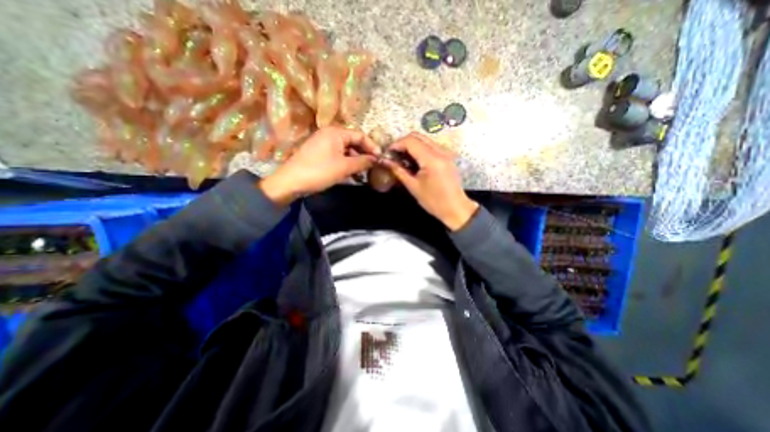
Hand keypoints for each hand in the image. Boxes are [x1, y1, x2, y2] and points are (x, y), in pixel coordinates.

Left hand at [260, 126, 379, 204]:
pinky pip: (338, 156)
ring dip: (356, 161)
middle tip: (373, 167)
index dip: (372, 147)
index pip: (360, 135)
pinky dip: (347, 164)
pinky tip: (352, 174)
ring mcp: (324, 144)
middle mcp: (330, 134)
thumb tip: (376, 159)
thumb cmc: (319, 171)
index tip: (381, 159)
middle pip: (353, 142)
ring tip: (364, 173)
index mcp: (336, 132)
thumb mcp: (344, 167)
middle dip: (364, 155)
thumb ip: (363, 162)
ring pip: (346, 150)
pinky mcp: (320, 154)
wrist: (291, 182)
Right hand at [383, 133, 476, 231]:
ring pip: (424, 139)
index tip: (388, 153)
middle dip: (403, 143)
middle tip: (394, 155)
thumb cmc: (434, 201)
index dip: (396, 144)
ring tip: (402, 158)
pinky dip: (420, 149)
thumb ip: (398, 170)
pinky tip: (414, 161)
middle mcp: (440, 151)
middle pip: (418, 136)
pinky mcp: (447, 156)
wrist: (456, 208)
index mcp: (432, 159)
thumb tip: (385, 161)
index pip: (411, 141)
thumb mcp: (413, 187)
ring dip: (411, 145)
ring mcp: (446, 152)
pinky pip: (431, 146)